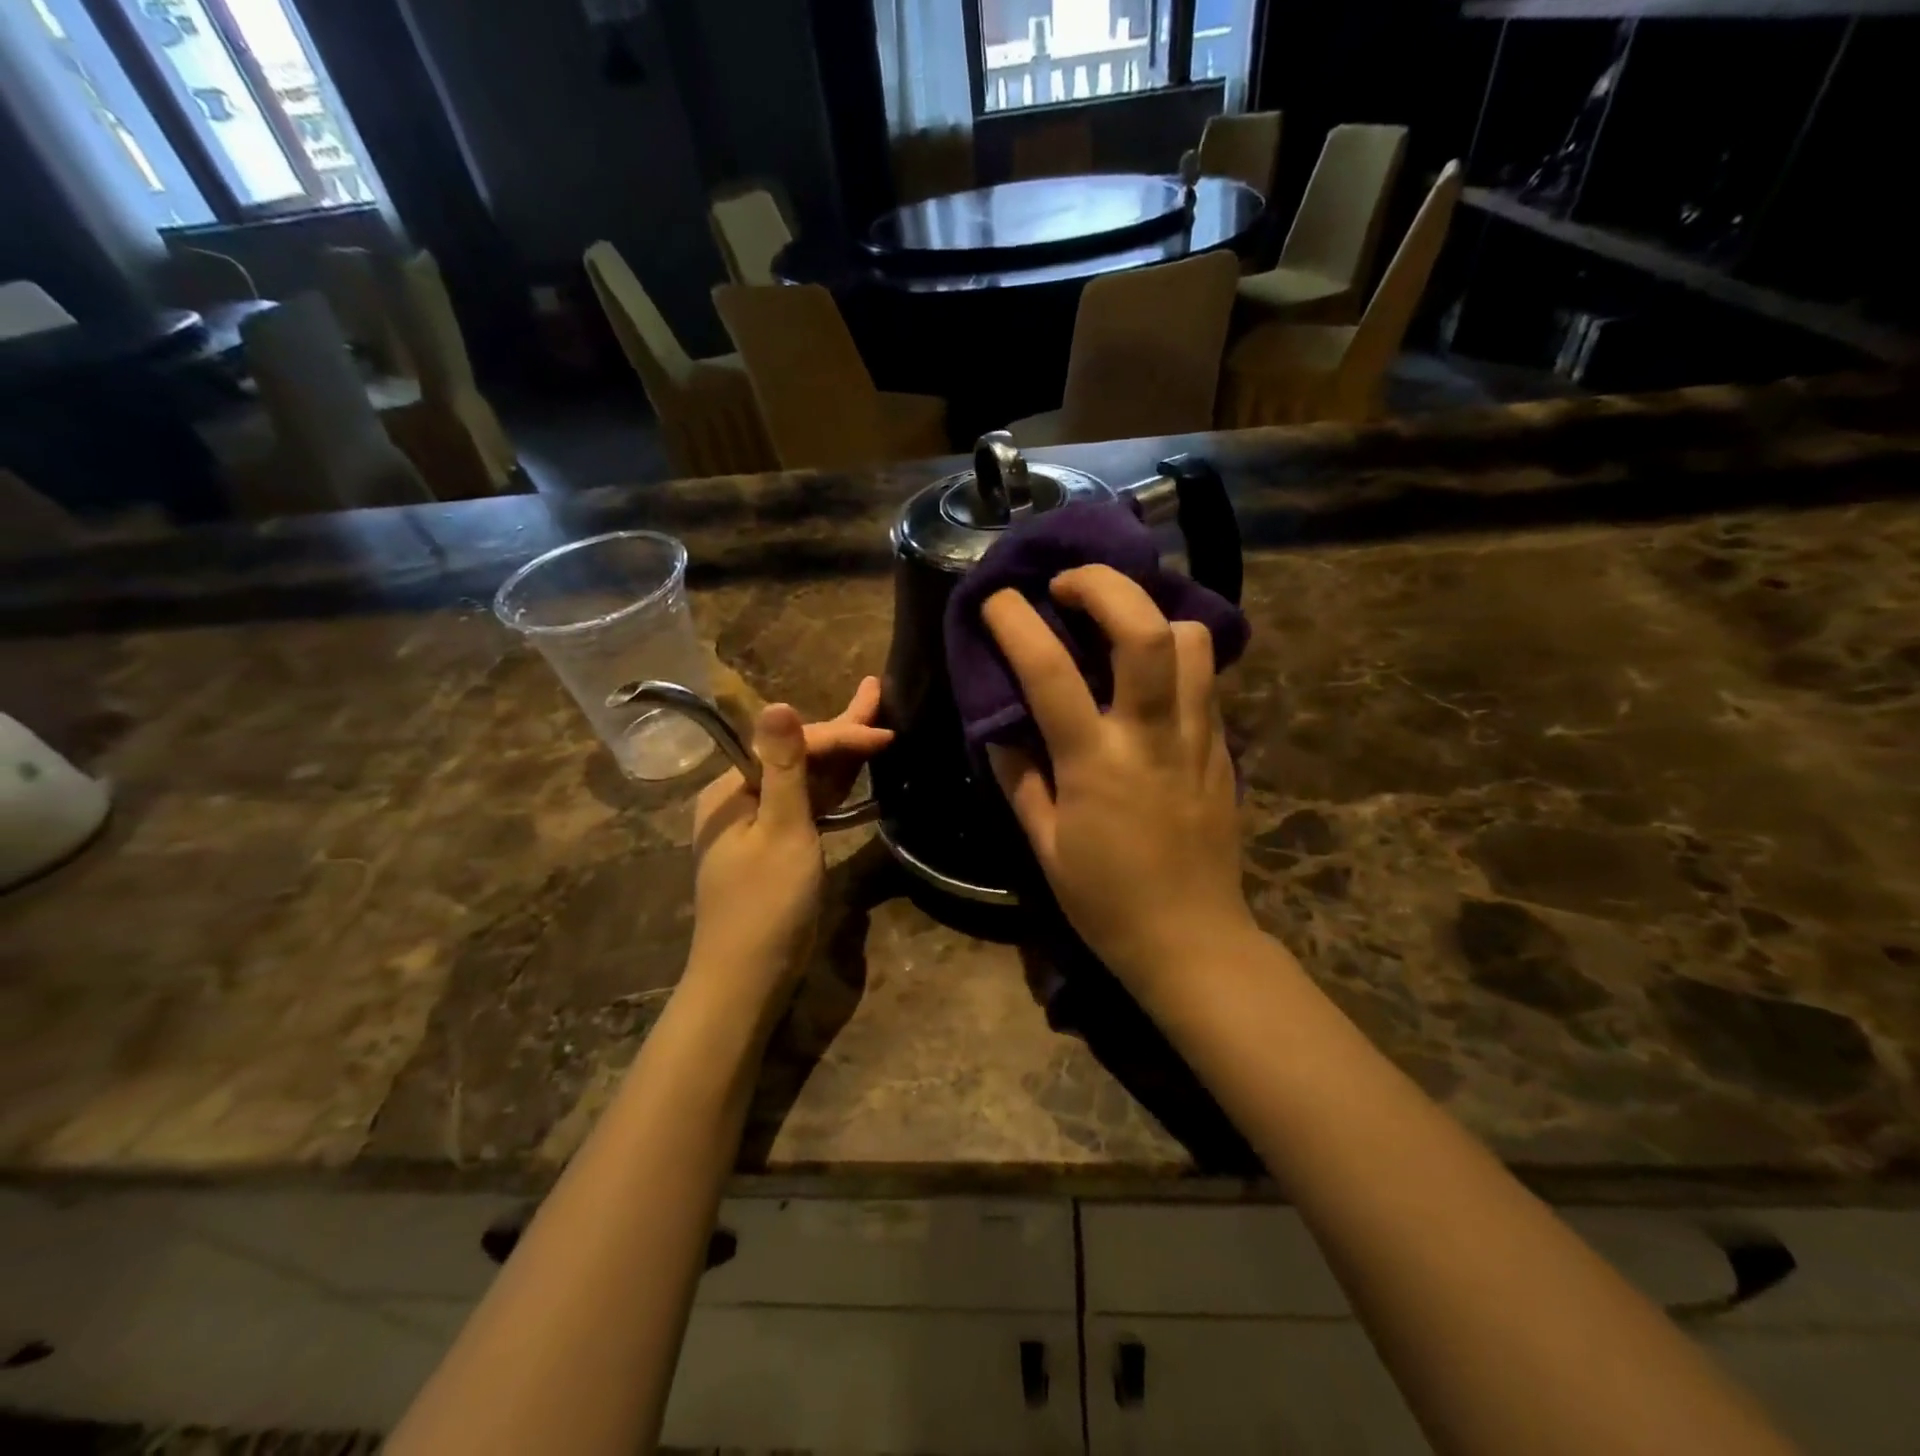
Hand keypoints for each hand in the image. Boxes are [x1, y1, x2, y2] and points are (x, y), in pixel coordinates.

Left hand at [688, 677, 891, 1001]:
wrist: (748, 979)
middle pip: (798, 755)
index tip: (886, 733)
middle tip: (878, 694)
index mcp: (732, 789)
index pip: (794, 746)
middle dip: (841, 730)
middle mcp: (741, 798)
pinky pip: (808, 806)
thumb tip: (777, 703)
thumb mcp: (782, 832)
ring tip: (873, 721)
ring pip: (806, 779)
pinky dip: (834, 789)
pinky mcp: (777, 846)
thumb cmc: (766, 906)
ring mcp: (759, 823)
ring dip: (841, 753)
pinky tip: (856, 771)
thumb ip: (785, 768)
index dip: (841, 735)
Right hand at [983, 566, 1255, 994]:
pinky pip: (1206, 678)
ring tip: (1117, 623)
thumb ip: (1018, 776)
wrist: (1192, 939)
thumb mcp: (1043, 844)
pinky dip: (1176, 652)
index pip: (1049, 672)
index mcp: (1095, 765)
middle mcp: (1151, 737)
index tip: (997, 601)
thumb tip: (998, 726)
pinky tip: (1149, 670)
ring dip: (1150, 613)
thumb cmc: (1105, 900)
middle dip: (1104, 585)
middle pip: (1144, 630)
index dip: (1017, 623)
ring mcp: (1197, 738)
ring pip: (1191, 641)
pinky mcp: (1223, 748)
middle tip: (1068, 583)